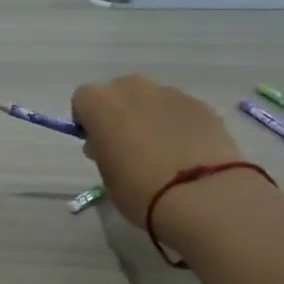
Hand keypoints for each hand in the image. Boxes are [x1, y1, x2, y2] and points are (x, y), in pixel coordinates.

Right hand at [71, 75, 245, 227]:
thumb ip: (103, 151)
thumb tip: (108, 143)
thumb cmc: (139, 190)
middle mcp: (134, 89)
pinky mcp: (200, 104)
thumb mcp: (107, 176)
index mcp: (102, 104)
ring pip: (152, 98)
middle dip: (120, 112)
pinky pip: (179, 109)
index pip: (83, 98)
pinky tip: (186, 152)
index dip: (87, 119)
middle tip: (127, 144)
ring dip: (150, 116)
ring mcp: (170, 93)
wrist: (200, 195)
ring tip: (162, 150)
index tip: (95, 142)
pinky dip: (178, 124)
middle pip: (119, 91)